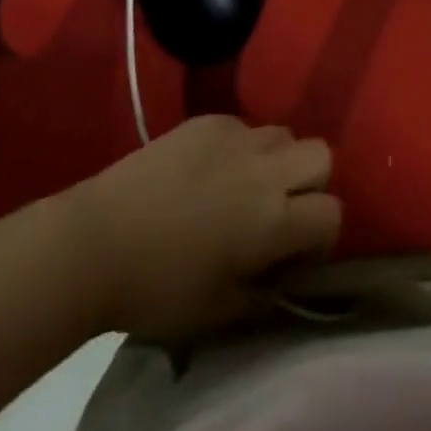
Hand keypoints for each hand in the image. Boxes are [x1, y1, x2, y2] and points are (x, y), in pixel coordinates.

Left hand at [65, 116, 340, 340]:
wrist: (98, 240)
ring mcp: (237, 135)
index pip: (332, 212)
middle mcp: (265, 168)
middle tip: (278, 210)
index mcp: (273, 219)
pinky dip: (240, 148)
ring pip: (283, 134)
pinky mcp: (208, 120)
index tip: (293, 254)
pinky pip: (244, 126)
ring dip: (277, 160)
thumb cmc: (158, 288)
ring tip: (244, 186)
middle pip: (322, 154)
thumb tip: (283, 270)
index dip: (320, 236)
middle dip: (311, 183)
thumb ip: (265, 288)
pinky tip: (208, 171)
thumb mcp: (219, 310)